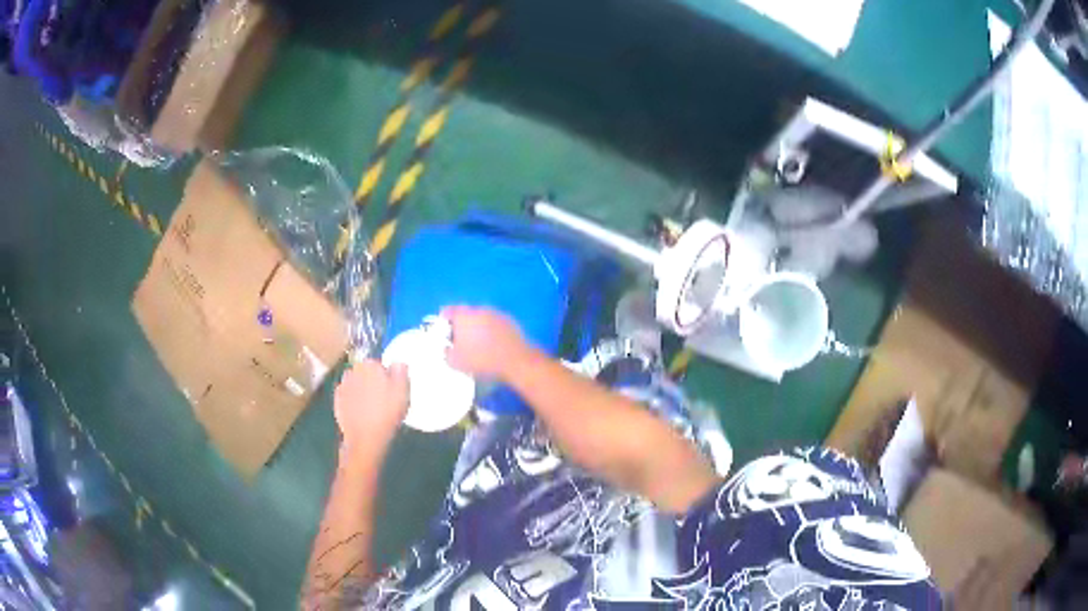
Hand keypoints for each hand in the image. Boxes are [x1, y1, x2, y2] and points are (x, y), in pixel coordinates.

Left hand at [333, 360, 408, 461]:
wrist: (365, 438)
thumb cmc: (386, 414)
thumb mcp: (402, 392)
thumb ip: (401, 372)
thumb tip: (398, 363)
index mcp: (370, 365)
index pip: (378, 363)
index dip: (386, 376)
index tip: (391, 388)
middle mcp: (353, 370)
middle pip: (364, 372)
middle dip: (371, 381)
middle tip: (382, 398)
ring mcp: (343, 385)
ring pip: (355, 382)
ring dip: (361, 389)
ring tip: (371, 406)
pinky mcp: (337, 399)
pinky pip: (347, 395)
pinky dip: (353, 399)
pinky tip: (361, 411)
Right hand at [442, 306, 529, 378]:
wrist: (515, 360)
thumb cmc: (481, 360)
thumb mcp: (456, 362)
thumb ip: (446, 353)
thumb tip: (447, 349)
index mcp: (462, 316)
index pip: (448, 311)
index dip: (443, 321)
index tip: (444, 332)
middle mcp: (478, 309)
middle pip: (465, 313)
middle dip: (461, 324)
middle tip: (460, 340)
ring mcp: (495, 313)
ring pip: (480, 317)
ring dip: (477, 326)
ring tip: (477, 343)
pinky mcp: (509, 320)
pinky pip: (494, 322)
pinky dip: (491, 330)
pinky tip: (492, 343)